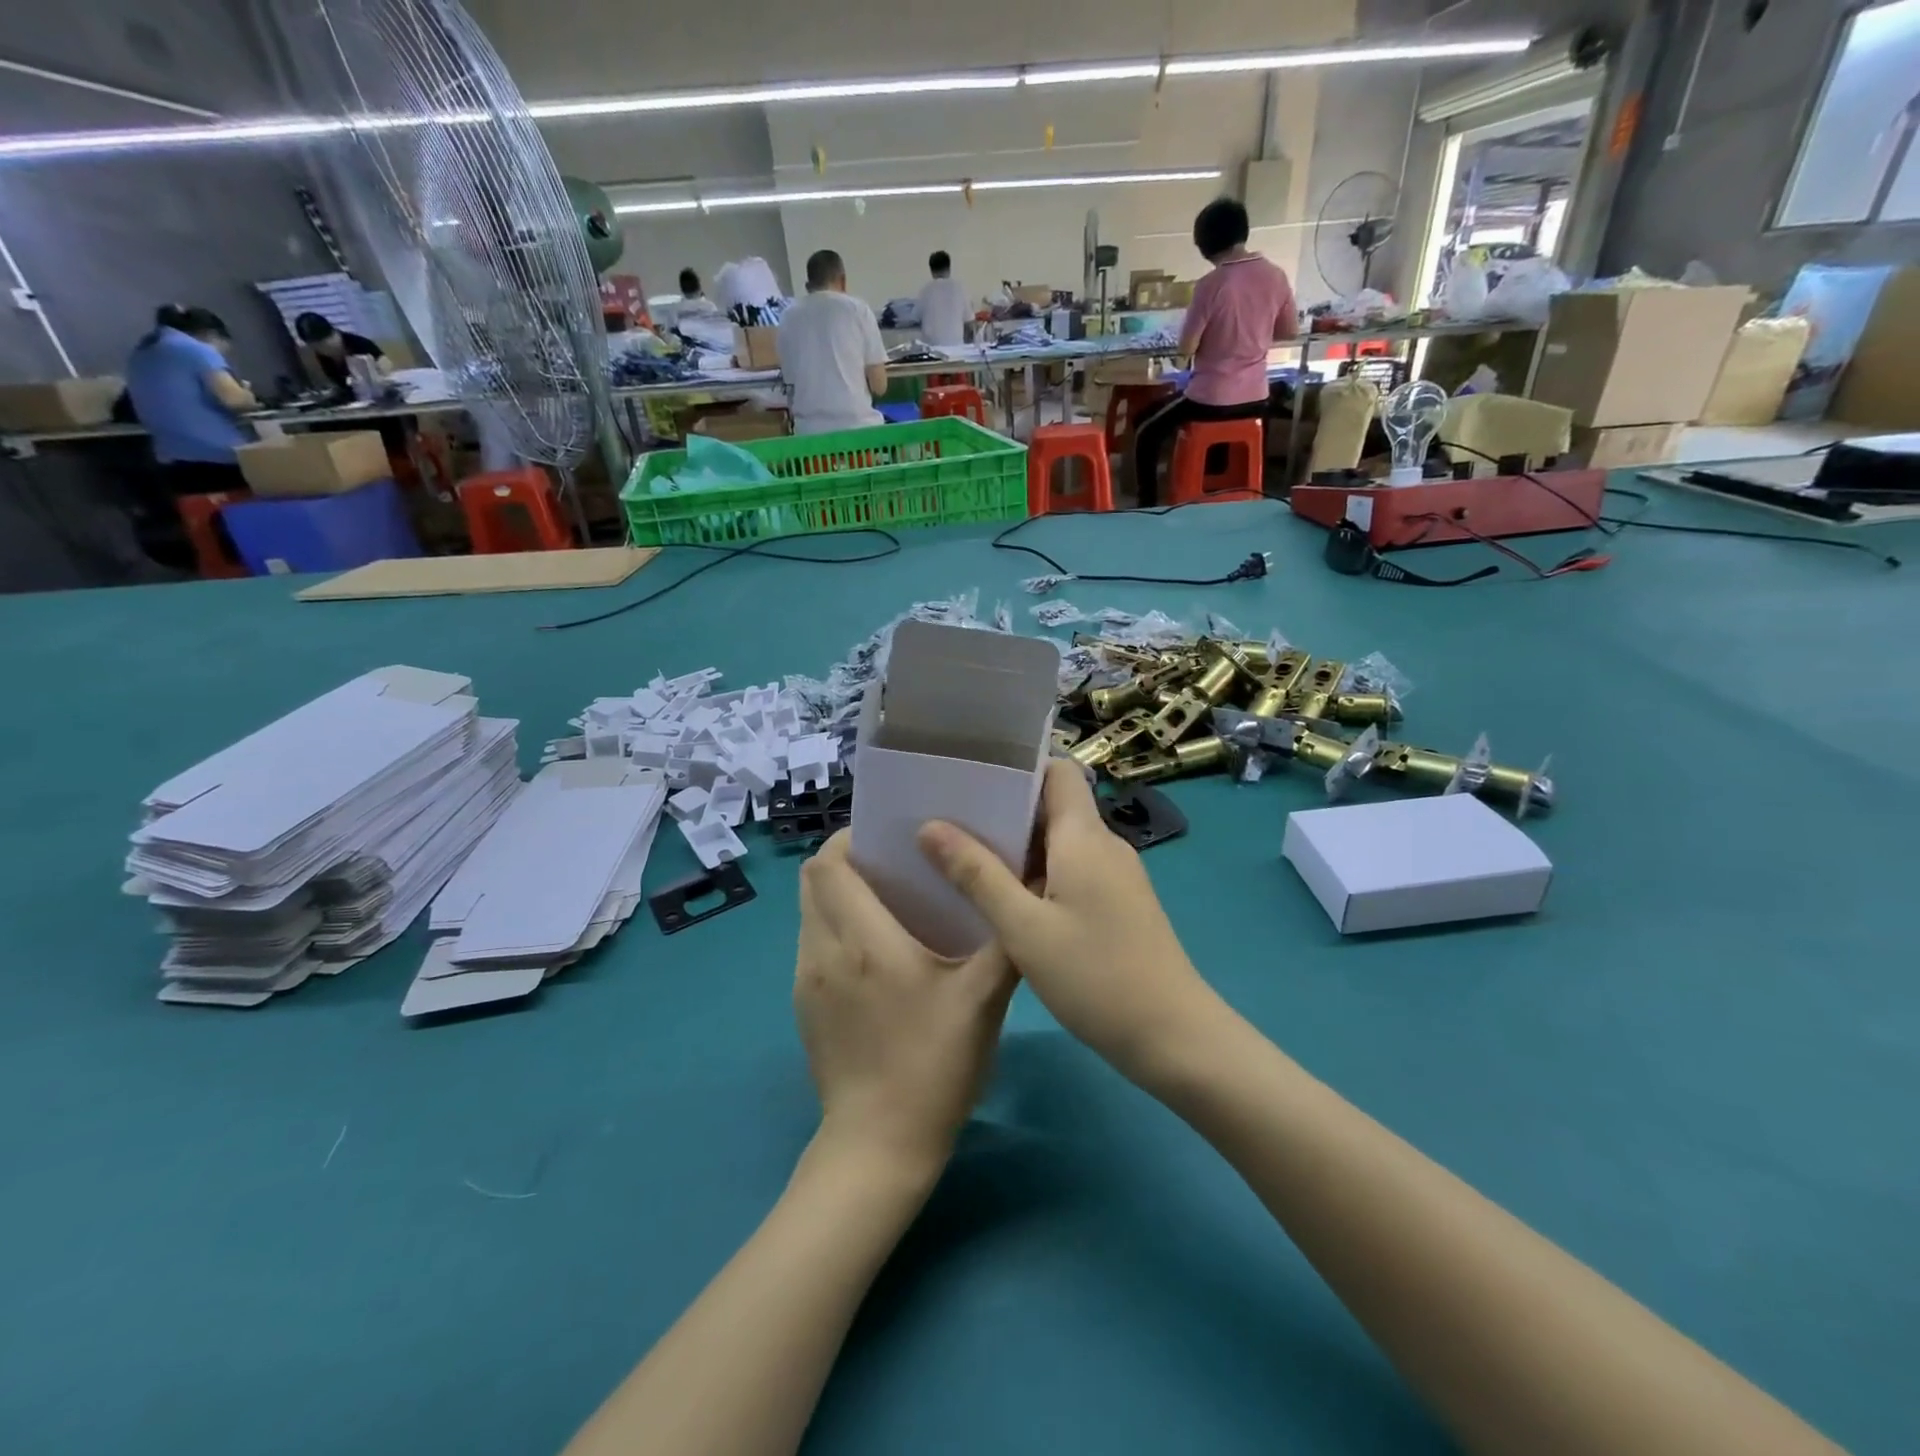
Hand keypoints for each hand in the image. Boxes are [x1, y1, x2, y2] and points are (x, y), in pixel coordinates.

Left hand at [795, 831, 1017, 1170]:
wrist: (879, 1147)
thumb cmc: (934, 1066)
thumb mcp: (984, 1001)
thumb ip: (1005, 941)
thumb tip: (1024, 888)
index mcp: (864, 941)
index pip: (829, 865)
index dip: (851, 839)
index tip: (889, 838)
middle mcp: (823, 951)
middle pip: (813, 881)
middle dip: (846, 862)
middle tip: (892, 865)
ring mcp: (805, 980)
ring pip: (809, 912)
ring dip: (838, 895)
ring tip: (885, 903)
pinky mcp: (802, 1006)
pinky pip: (811, 944)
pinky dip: (834, 928)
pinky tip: (873, 952)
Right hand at [917, 760, 1219, 1082]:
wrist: (1173, 1036)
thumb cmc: (1095, 976)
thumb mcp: (1023, 928)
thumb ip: (977, 875)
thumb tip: (930, 827)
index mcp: (1084, 837)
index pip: (1058, 772)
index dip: (1019, 769)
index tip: (973, 781)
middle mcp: (1105, 845)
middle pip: (1054, 807)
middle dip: (1005, 812)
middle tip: (951, 824)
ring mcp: (1116, 877)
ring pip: (1061, 844)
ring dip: (1018, 849)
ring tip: (966, 861)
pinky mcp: (1119, 905)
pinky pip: (1073, 872)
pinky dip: (1039, 876)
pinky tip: (1006, 903)